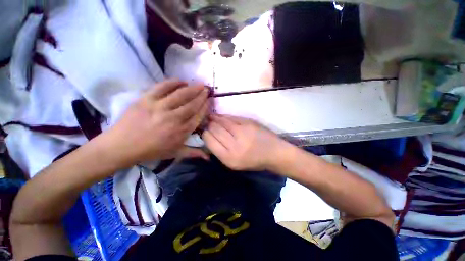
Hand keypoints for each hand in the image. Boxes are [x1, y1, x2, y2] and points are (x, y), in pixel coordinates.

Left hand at [103, 79, 209, 167]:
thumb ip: (193, 153)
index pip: (198, 116)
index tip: (210, 100)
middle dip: (202, 95)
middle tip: (207, 89)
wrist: (121, 146)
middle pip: (192, 104)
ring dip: (192, 88)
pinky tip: (181, 81)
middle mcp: (174, 118)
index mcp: (181, 132)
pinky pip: (162, 87)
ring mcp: (160, 107)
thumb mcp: (175, 153)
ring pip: (181, 95)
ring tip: (199, 83)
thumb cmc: (151, 151)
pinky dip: (173, 82)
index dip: (205, 107)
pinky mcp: (147, 99)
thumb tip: (209, 157)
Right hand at [202, 114, 287, 170]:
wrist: (274, 153)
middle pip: (214, 129)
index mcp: (229, 158)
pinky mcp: (248, 123)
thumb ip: (220, 151)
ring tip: (211, 117)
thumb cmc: (254, 161)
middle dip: (209, 125)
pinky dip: (224, 116)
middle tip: (207, 123)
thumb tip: (209, 136)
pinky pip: (231, 117)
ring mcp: (242, 132)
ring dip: (215, 118)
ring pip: (222, 121)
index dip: (205, 134)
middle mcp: (234, 145)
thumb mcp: (234, 163)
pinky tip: (221, 116)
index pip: (209, 140)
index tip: (205, 131)